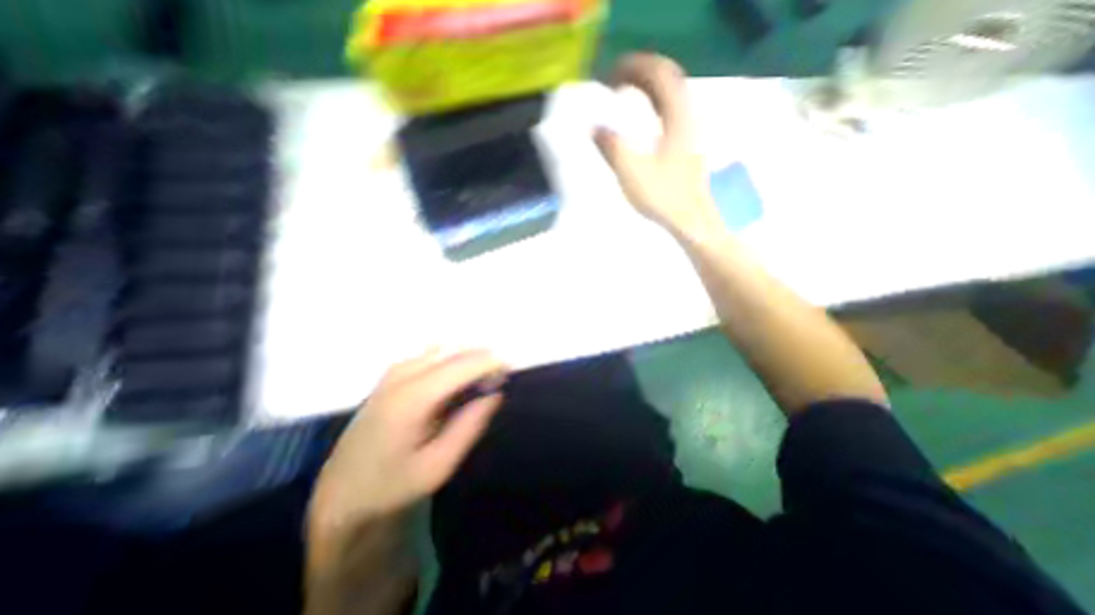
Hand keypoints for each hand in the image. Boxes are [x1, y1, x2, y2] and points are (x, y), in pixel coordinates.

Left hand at [309, 348, 506, 526]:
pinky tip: (457, 382)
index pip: (463, 364)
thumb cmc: (392, 483)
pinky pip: (432, 355)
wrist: (342, 490)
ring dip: (468, 359)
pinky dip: (453, 361)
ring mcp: (395, 370)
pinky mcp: (392, 373)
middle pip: (455, 351)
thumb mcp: (438, 466)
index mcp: (413, 398)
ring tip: (481, 383)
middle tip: (498, 381)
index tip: (511, 371)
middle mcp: (403, 374)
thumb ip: (470, 426)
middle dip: (482, 360)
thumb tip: (495, 394)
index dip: (491, 363)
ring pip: (445, 349)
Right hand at [596, 54, 724, 239]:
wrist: (691, 219)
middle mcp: (688, 116)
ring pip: (670, 95)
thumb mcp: (632, 174)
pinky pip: (670, 111)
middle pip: (667, 79)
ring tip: (624, 94)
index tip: (609, 75)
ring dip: (647, 88)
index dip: (634, 67)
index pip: (658, 74)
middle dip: (640, 73)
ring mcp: (691, 130)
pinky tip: (642, 118)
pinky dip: (653, 104)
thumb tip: (595, 128)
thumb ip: (612, 147)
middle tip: (614, 81)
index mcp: (677, 117)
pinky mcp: (688, 144)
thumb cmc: (663, 197)